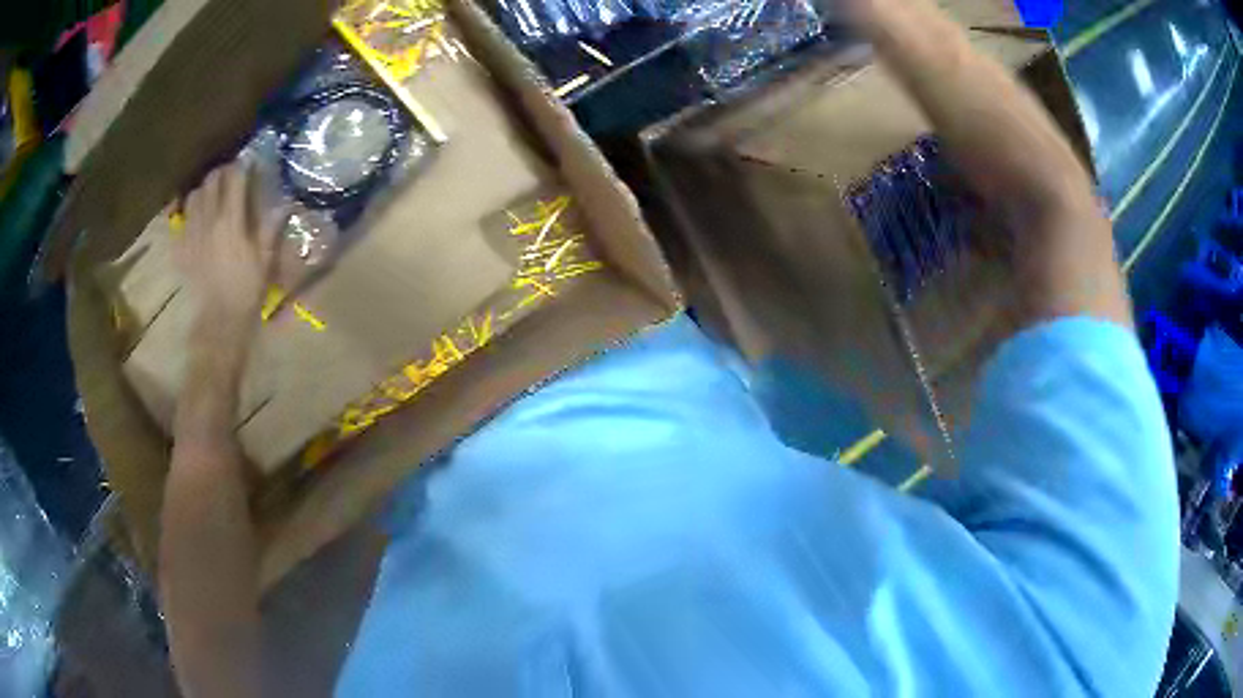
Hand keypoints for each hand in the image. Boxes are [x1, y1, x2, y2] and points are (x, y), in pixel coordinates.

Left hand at [176, 162, 283, 334]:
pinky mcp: (182, 248)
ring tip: (212, 195)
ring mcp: (192, 233)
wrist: (219, 320)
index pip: (235, 178)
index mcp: (231, 220)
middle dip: (222, 173)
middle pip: (212, 181)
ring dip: (204, 189)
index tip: (249, 163)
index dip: (242, 166)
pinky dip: (190, 213)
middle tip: (231, 176)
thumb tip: (284, 202)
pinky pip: (182, 219)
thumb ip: (270, 227)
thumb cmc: (246, 290)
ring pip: (194, 196)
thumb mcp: (264, 259)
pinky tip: (198, 219)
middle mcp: (209, 220)